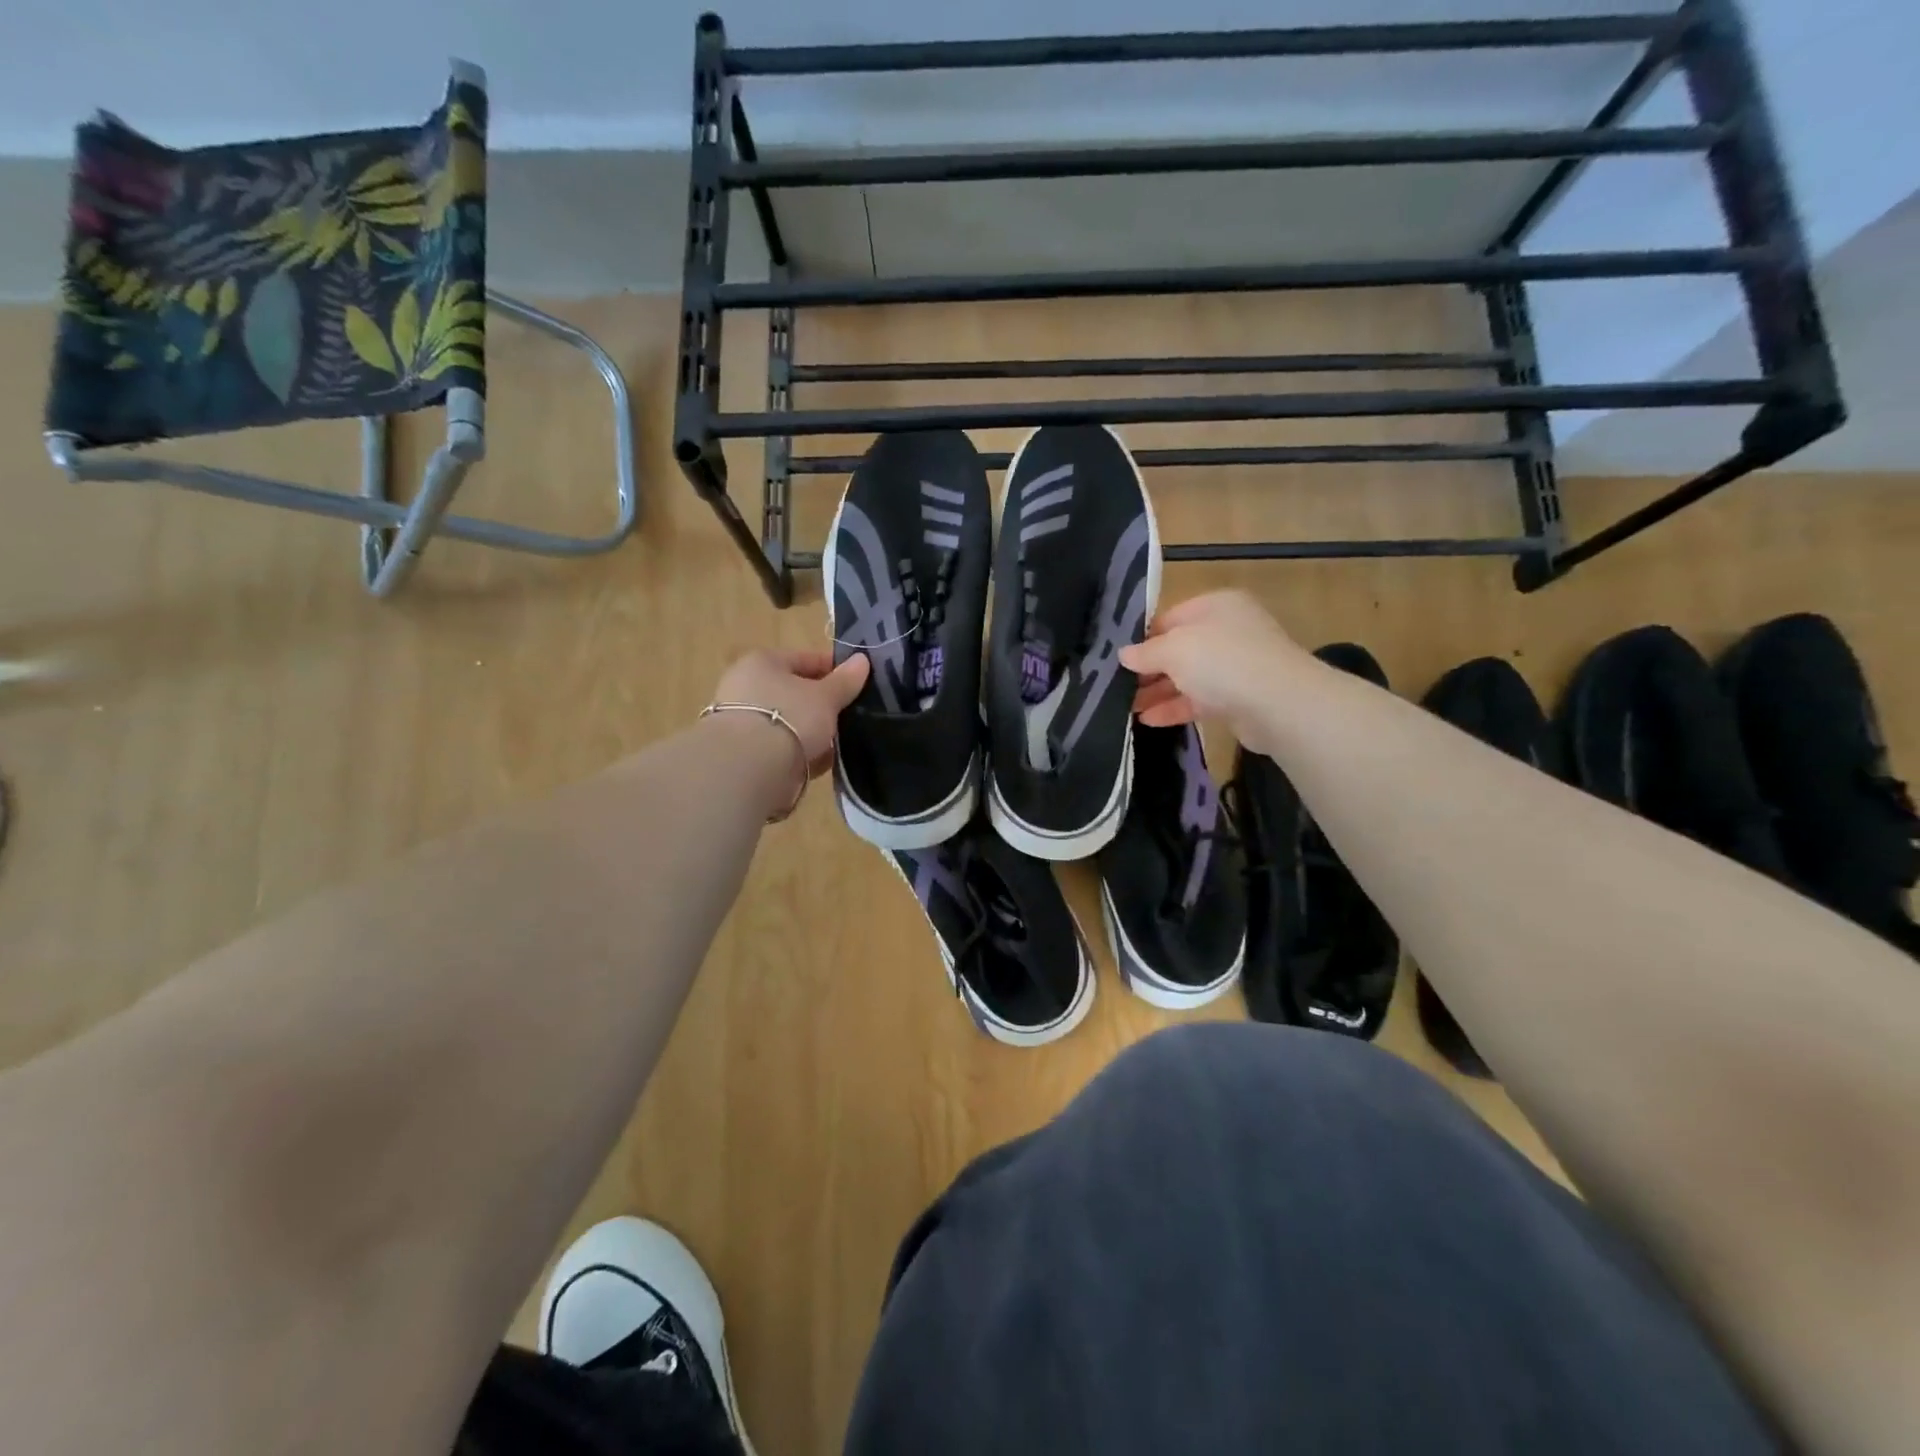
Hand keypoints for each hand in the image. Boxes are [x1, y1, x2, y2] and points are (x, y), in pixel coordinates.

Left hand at [711, 647, 869, 780]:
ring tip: (841, 741)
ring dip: (813, 731)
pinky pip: (783, 747)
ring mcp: (744, 722)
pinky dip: (801, 753)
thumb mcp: (825, 696)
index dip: (834, 669)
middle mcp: (747, 687)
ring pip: (789, 722)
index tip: (859, 682)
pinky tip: (823, 762)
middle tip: (850, 714)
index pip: (805, 659)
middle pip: (795, 692)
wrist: (749, 768)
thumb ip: (845, 680)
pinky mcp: (746, 753)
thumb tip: (862, 660)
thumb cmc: (789, 717)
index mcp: (762, 663)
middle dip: (823, 704)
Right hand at [1119, 591, 1306, 751]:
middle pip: (1178, 649)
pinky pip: (1199, 700)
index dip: (1142, 638)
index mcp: (1215, 606)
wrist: (1278, 704)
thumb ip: (1145, 652)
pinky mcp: (1238, 698)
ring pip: (1187, 677)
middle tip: (1117, 686)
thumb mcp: (1174, 649)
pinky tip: (1148, 721)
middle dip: (1147, 669)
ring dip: (1157, 692)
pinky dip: (1174, 708)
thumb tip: (1123, 654)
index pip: (1169, 618)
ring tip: (1126, 708)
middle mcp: (1227, 631)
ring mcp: (1235, 665)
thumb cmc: (1222, 661)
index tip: (1118, 659)